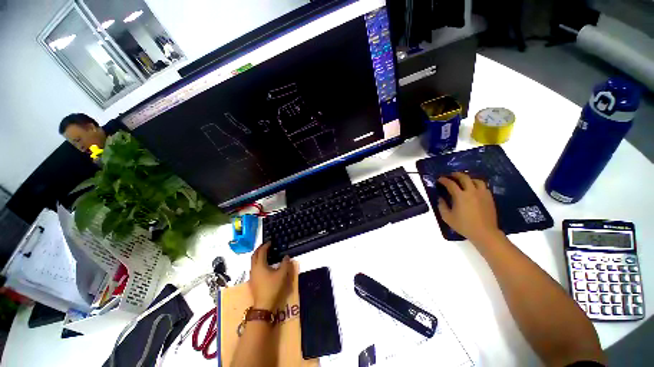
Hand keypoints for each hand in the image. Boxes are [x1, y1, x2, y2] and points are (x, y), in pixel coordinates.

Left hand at [249, 243, 291, 309]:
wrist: (263, 305)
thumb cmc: (273, 288)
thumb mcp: (282, 275)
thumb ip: (285, 264)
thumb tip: (286, 256)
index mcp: (260, 265)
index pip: (261, 252)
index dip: (265, 246)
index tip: (270, 242)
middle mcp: (254, 268)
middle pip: (254, 255)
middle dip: (259, 249)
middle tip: (266, 245)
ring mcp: (252, 275)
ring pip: (253, 262)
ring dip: (258, 255)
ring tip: (264, 253)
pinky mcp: (252, 281)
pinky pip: (254, 267)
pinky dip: (257, 262)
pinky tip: (263, 265)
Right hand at [437, 172, 501, 244]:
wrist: (484, 232)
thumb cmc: (464, 225)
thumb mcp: (447, 217)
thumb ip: (441, 206)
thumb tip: (440, 198)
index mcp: (460, 196)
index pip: (450, 183)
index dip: (444, 180)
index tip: (439, 179)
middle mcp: (472, 192)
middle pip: (464, 177)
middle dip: (456, 174)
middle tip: (451, 175)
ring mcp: (482, 194)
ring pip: (476, 180)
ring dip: (468, 178)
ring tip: (464, 181)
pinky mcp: (489, 198)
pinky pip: (483, 186)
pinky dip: (477, 185)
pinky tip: (474, 189)